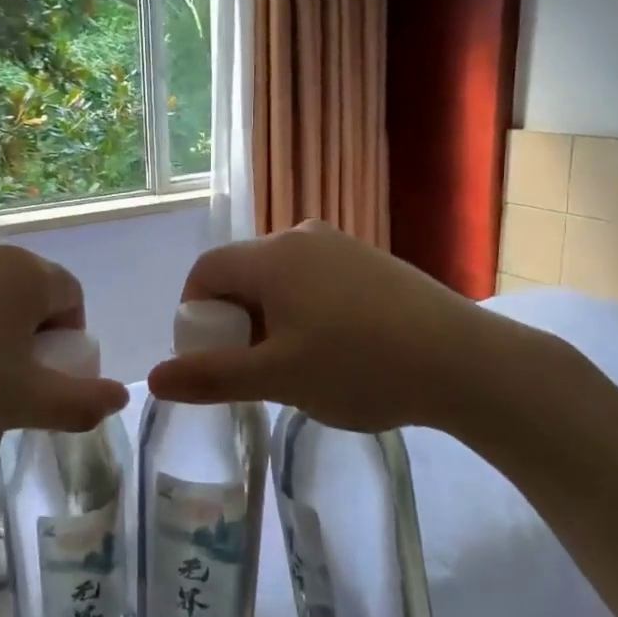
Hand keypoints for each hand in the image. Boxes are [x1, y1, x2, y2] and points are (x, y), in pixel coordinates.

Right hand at [146, 221, 592, 441]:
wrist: (464, 361)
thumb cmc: (359, 367)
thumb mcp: (277, 379)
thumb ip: (212, 377)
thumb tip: (153, 380)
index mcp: (272, 256)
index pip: (205, 271)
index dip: (194, 314)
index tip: (211, 357)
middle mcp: (303, 236)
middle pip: (243, 273)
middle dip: (235, 320)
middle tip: (254, 370)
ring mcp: (343, 246)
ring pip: (282, 279)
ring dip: (272, 319)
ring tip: (296, 365)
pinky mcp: (373, 262)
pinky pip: (317, 281)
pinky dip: (306, 311)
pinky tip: (338, 350)